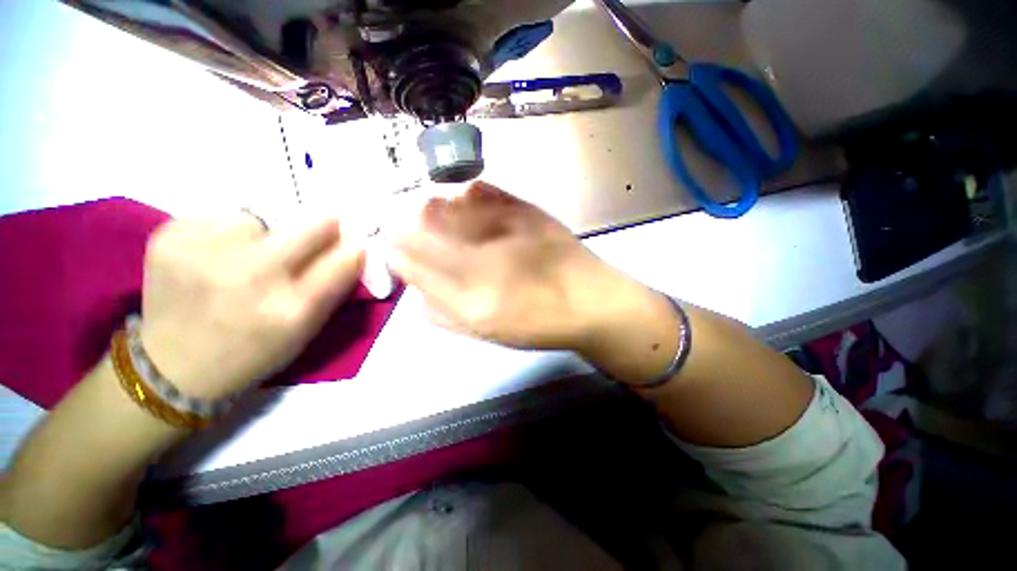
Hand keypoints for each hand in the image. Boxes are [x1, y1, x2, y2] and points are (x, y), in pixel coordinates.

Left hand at [139, 213, 363, 399]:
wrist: (173, 367)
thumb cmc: (254, 350)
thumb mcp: (306, 329)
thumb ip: (334, 286)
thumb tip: (354, 246)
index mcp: (292, 308)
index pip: (346, 258)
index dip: (353, 247)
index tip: (353, 243)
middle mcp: (251, 276)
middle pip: (312, 225)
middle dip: (322, 227)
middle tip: (314, 234)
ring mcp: (204, 253)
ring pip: (258, 219)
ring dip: (261, 235)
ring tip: (242, 260)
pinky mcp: (169, 237)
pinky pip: (217, 219)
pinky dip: (223, 235)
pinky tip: (210, 260)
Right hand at [388, 181, 631, 349]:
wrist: (591, 301)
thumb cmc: (537, 323)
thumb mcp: (485, 332)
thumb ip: (442, 313)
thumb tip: (413, 288)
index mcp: (471, 300)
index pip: (410, 262)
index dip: (395, 251)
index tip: (394, 249)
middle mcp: (482, 260)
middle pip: (421, 224)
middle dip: (405, 225)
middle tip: (411, 231)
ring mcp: (504, 229)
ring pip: (446, 203)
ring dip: (433, 209)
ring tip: (440, 219)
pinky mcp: (526, 210)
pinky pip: (480, 191)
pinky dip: (465, 196)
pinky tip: (470, 206)